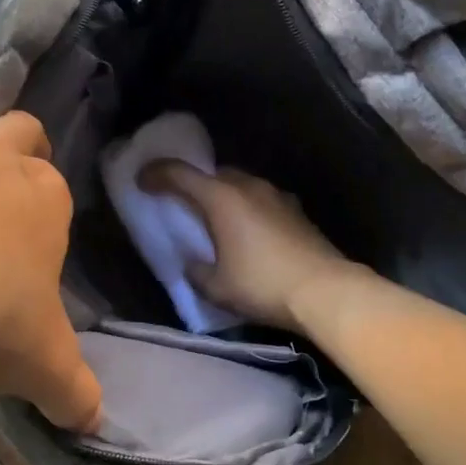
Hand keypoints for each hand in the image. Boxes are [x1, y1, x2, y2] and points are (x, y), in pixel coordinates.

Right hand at [141, 163, 359, 330]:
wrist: (325, 290)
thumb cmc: (262, 285)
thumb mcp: (216, 286)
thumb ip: (196, 270)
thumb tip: (193, 262)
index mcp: (222, 198)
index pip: (180, 174)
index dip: (156, 174)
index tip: (141, 179)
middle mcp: (249, 186)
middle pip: (213, 174)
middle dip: (193, 183)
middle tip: (180, 201)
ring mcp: (276, 195)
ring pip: (240, 184)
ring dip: (223, 195)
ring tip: (214, 218)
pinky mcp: (296, 210)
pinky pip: (260, 199)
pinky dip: (246, 208)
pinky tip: (247, 231)